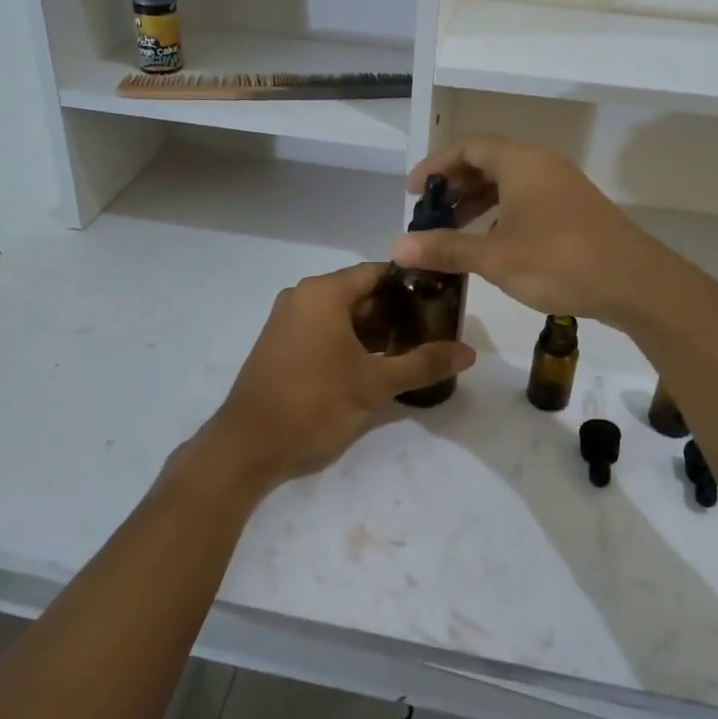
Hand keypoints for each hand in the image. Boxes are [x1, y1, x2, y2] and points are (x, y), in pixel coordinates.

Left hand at [190, 262, 474, 495]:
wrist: (248, 446)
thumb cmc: (314, 404)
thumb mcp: (375, 384)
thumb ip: (423, 364)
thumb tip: (469, 353)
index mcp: (323, 292)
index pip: (378, 272)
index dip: (413, 284)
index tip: (443, 299)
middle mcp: (302, 297)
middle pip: (361, 293)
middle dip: (398, 311)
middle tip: (435, 329)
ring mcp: (288, 321)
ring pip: (343, 315)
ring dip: (376, 329)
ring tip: (414, 348)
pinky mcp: (281, 345)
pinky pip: (324, 331)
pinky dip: (351, 341)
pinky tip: (378, 363)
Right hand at [392, 135, 701, 328]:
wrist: (634, 283)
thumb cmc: (559, 261)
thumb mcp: (494, 257)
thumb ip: (446, 247)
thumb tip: (398, 246)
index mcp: (520, 162)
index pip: (466, 147)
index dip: (434, 165)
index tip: (413, 192)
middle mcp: (541, 164)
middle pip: (487, 161)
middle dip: (454, 185)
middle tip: (429, 213)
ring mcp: (561, 185)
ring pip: (508, 181)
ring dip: (477, 201)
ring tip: (453, 229)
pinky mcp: (574, 208)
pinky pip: (526, 197)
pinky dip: (501, 212)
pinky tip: (491, 242)